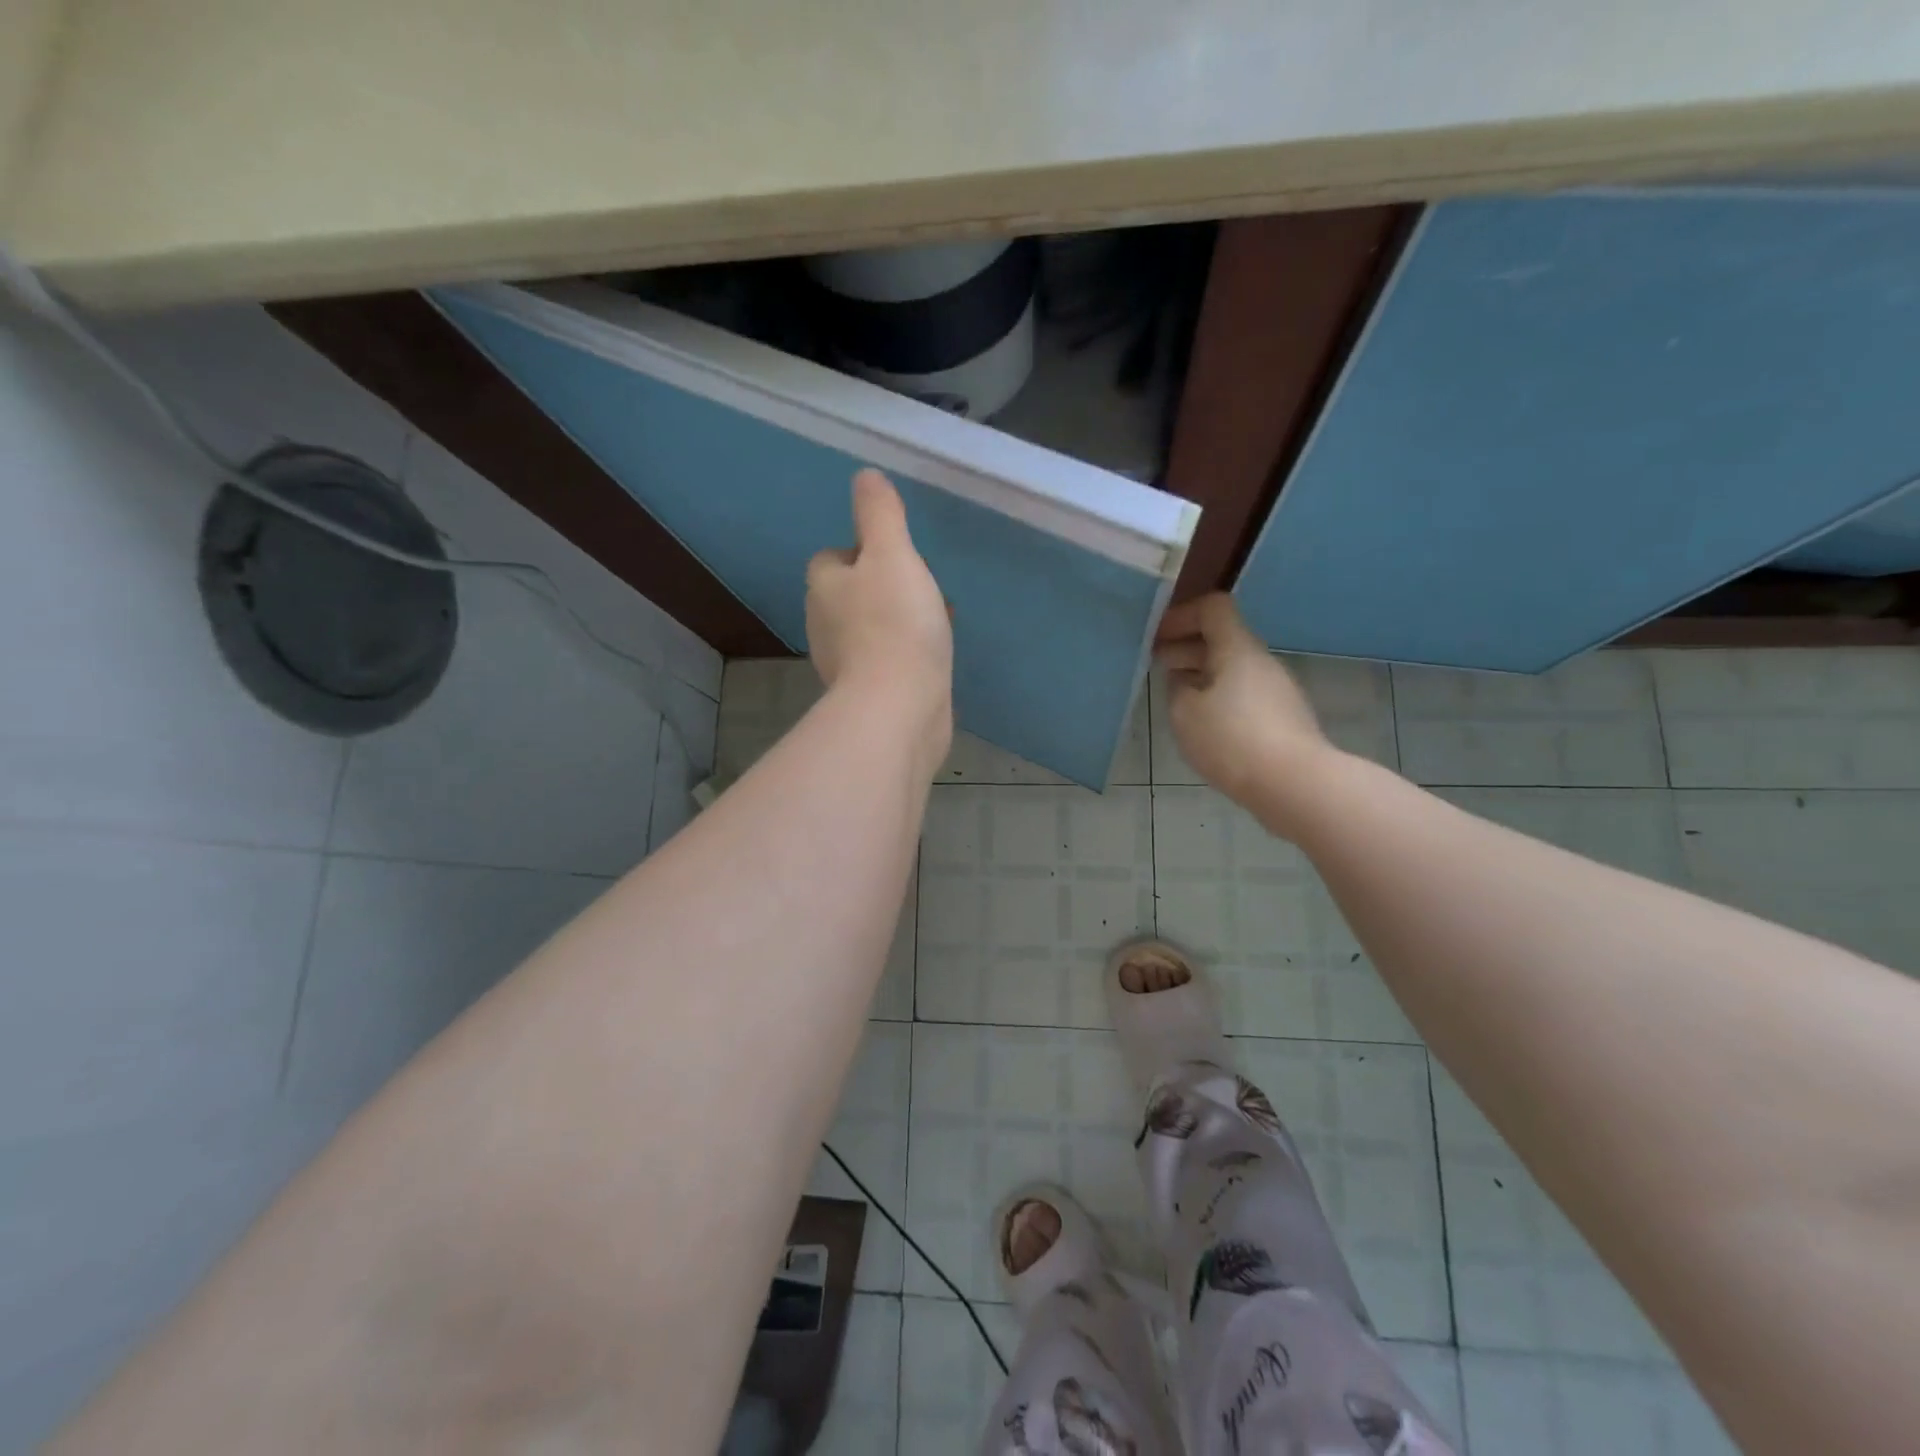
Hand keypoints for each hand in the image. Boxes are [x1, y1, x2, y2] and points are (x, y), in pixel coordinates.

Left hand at [806, 469, 953, 756]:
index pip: (832, 558)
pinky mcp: (867, 694)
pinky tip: (931, 658)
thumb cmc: (895, 624)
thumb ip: (880, 514)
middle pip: (850, 595)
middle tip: (921, 590)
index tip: (897, 558)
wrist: (899, 706)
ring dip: (896, 622)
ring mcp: (844, 664)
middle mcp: (824, 625)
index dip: (862, 552)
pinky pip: (885, 662)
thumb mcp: (893, 554)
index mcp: (824, 588)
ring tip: (934, 623)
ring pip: (869, 629)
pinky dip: (903, 655)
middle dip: (882, 589)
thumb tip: (865, 476)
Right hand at [1155, 594, 1332, 811]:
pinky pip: (1244, 694)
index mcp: (1238, 649)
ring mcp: (1277, 690)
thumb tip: (1183, 681)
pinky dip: (1219, 697)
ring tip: (1176, 698)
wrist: (1295, 784)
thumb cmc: (1232, 740)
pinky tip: (1204, 724)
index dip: (1181, 615)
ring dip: (1201, 675)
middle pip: (1223, 639)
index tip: (1156, 637)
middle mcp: (1261, 662)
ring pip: (1233, 669)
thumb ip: (1177, 689)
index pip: (1213, 608)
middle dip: (1186, 647)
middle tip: (1156, 666)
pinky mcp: (1283, 718)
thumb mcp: (1184, 713)